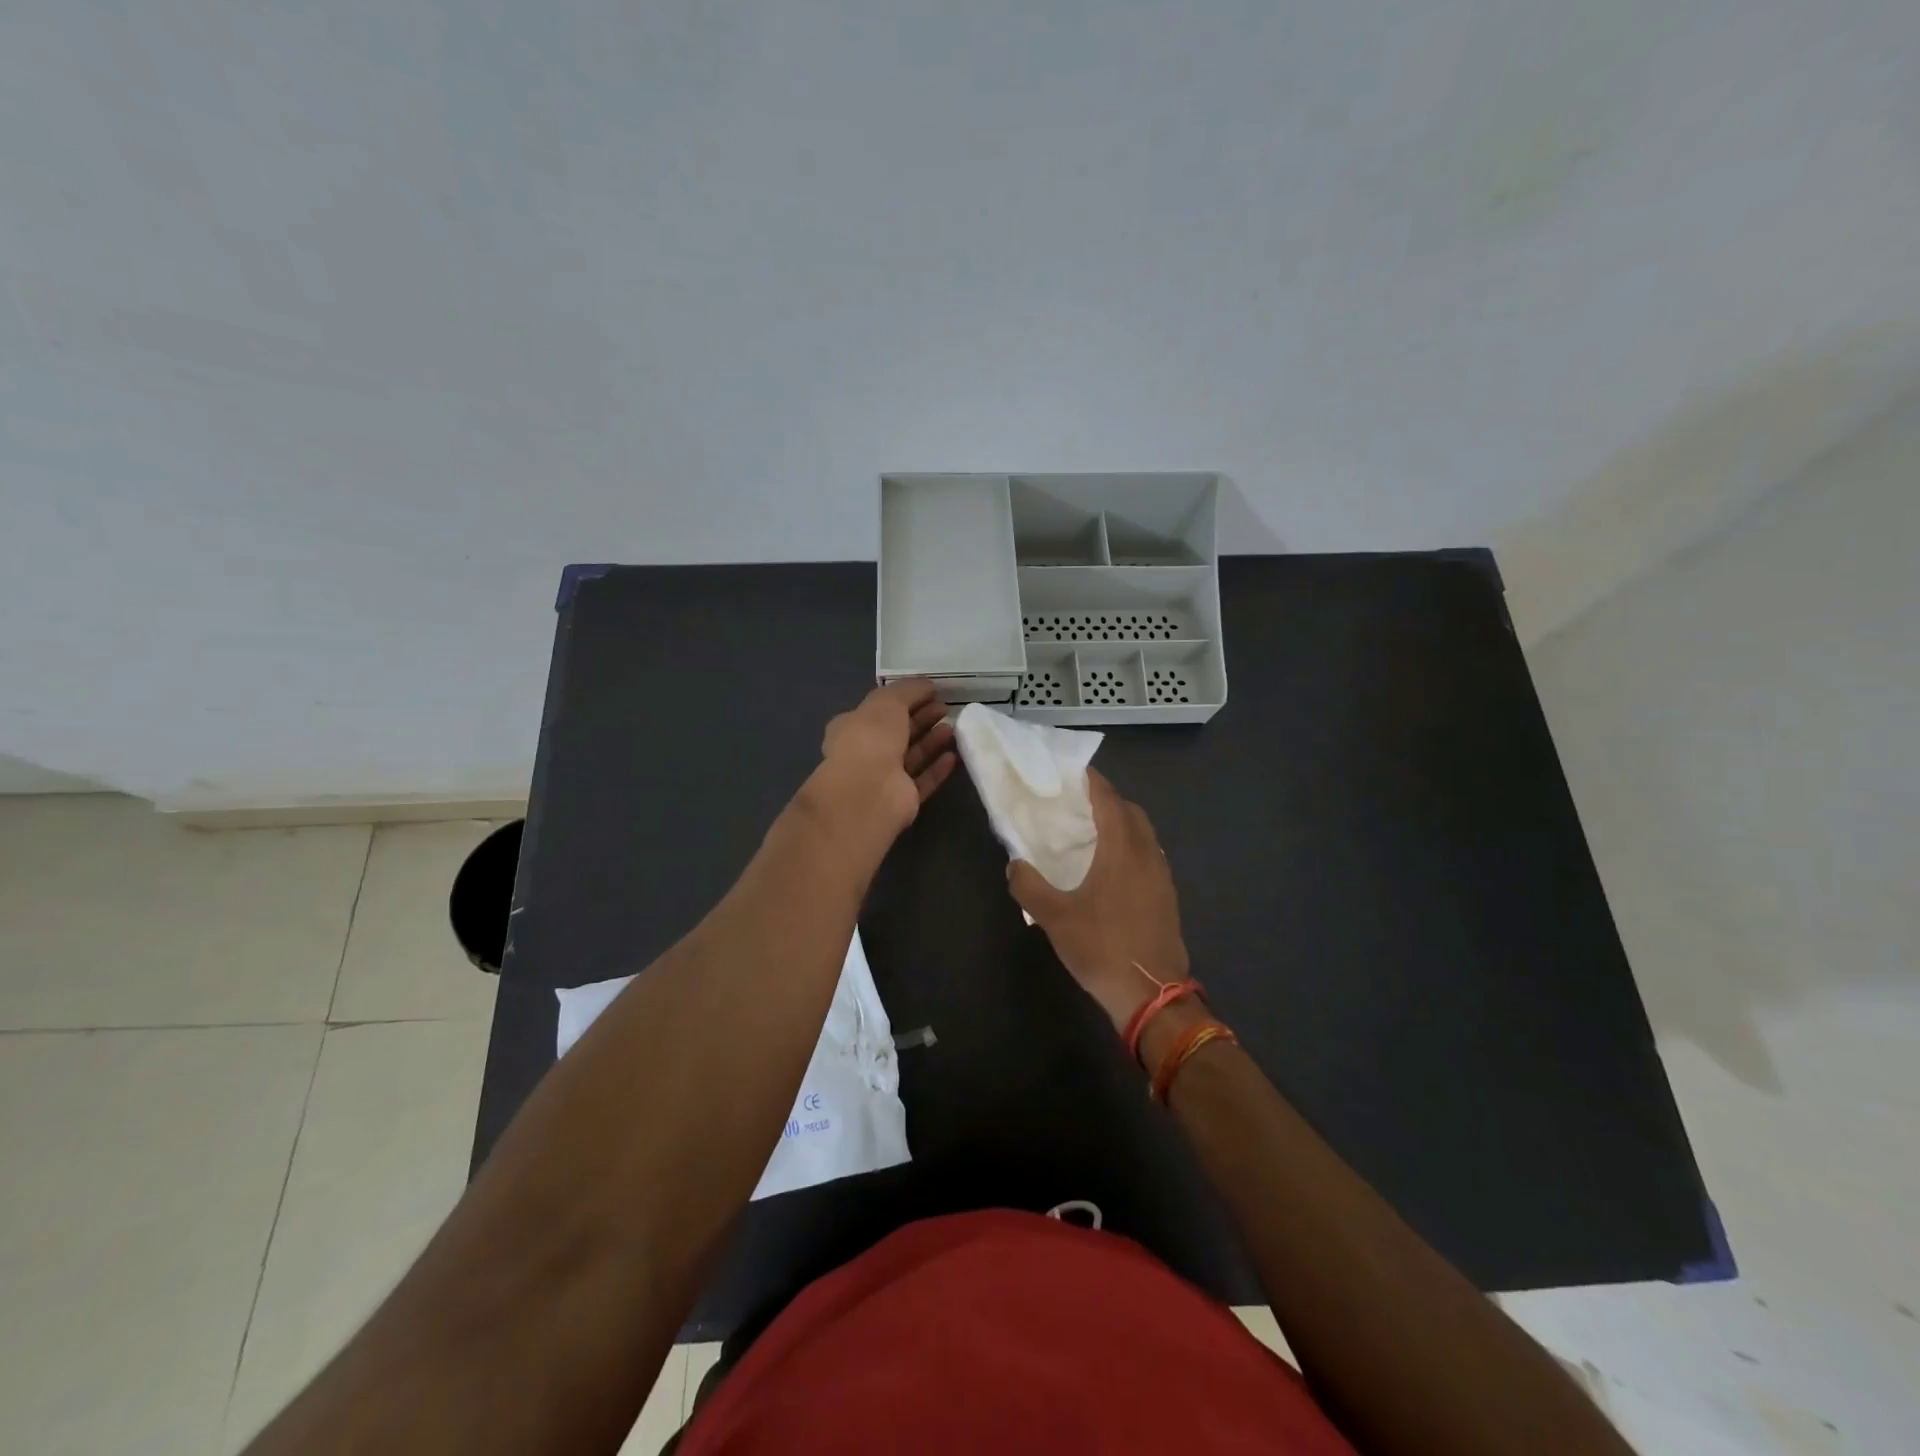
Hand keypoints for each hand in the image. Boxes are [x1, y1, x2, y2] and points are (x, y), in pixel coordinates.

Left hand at [804, 680, 956, 850]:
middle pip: (898, 732)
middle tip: (945, 708)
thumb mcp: (888, 701)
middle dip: (922, 719)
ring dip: (932, 741)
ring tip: (952, 729)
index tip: (931, 692)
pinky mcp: (902, 799)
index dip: (905, 699)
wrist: (870, 791)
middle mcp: (865, 753)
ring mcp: (883, 778)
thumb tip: (927, 685)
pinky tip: (953, 756)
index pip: (880, 710)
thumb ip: (908, 690)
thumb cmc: (871, 738)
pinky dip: (937, 768)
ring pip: (912, 756)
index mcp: (852, 727)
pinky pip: (923, 780)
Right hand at [1007, 768, 1190, 1034]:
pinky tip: (1109, 866)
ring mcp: (1162, 875)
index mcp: (1122, 849)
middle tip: (1076, 801)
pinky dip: (1130, 845)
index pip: (1108, 799)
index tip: (1071, 770)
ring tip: (1090, 830)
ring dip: (1120, 823)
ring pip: (1143, 833)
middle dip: (1106, 799)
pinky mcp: (1167, 895)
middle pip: (1130, 811)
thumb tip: (1015, 863)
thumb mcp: (1054, 918)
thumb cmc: (1102, 948)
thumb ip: (1029, 885)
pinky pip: (1148, 854)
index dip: (1091, 780)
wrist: (1152, 995)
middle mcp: (1147, 853)